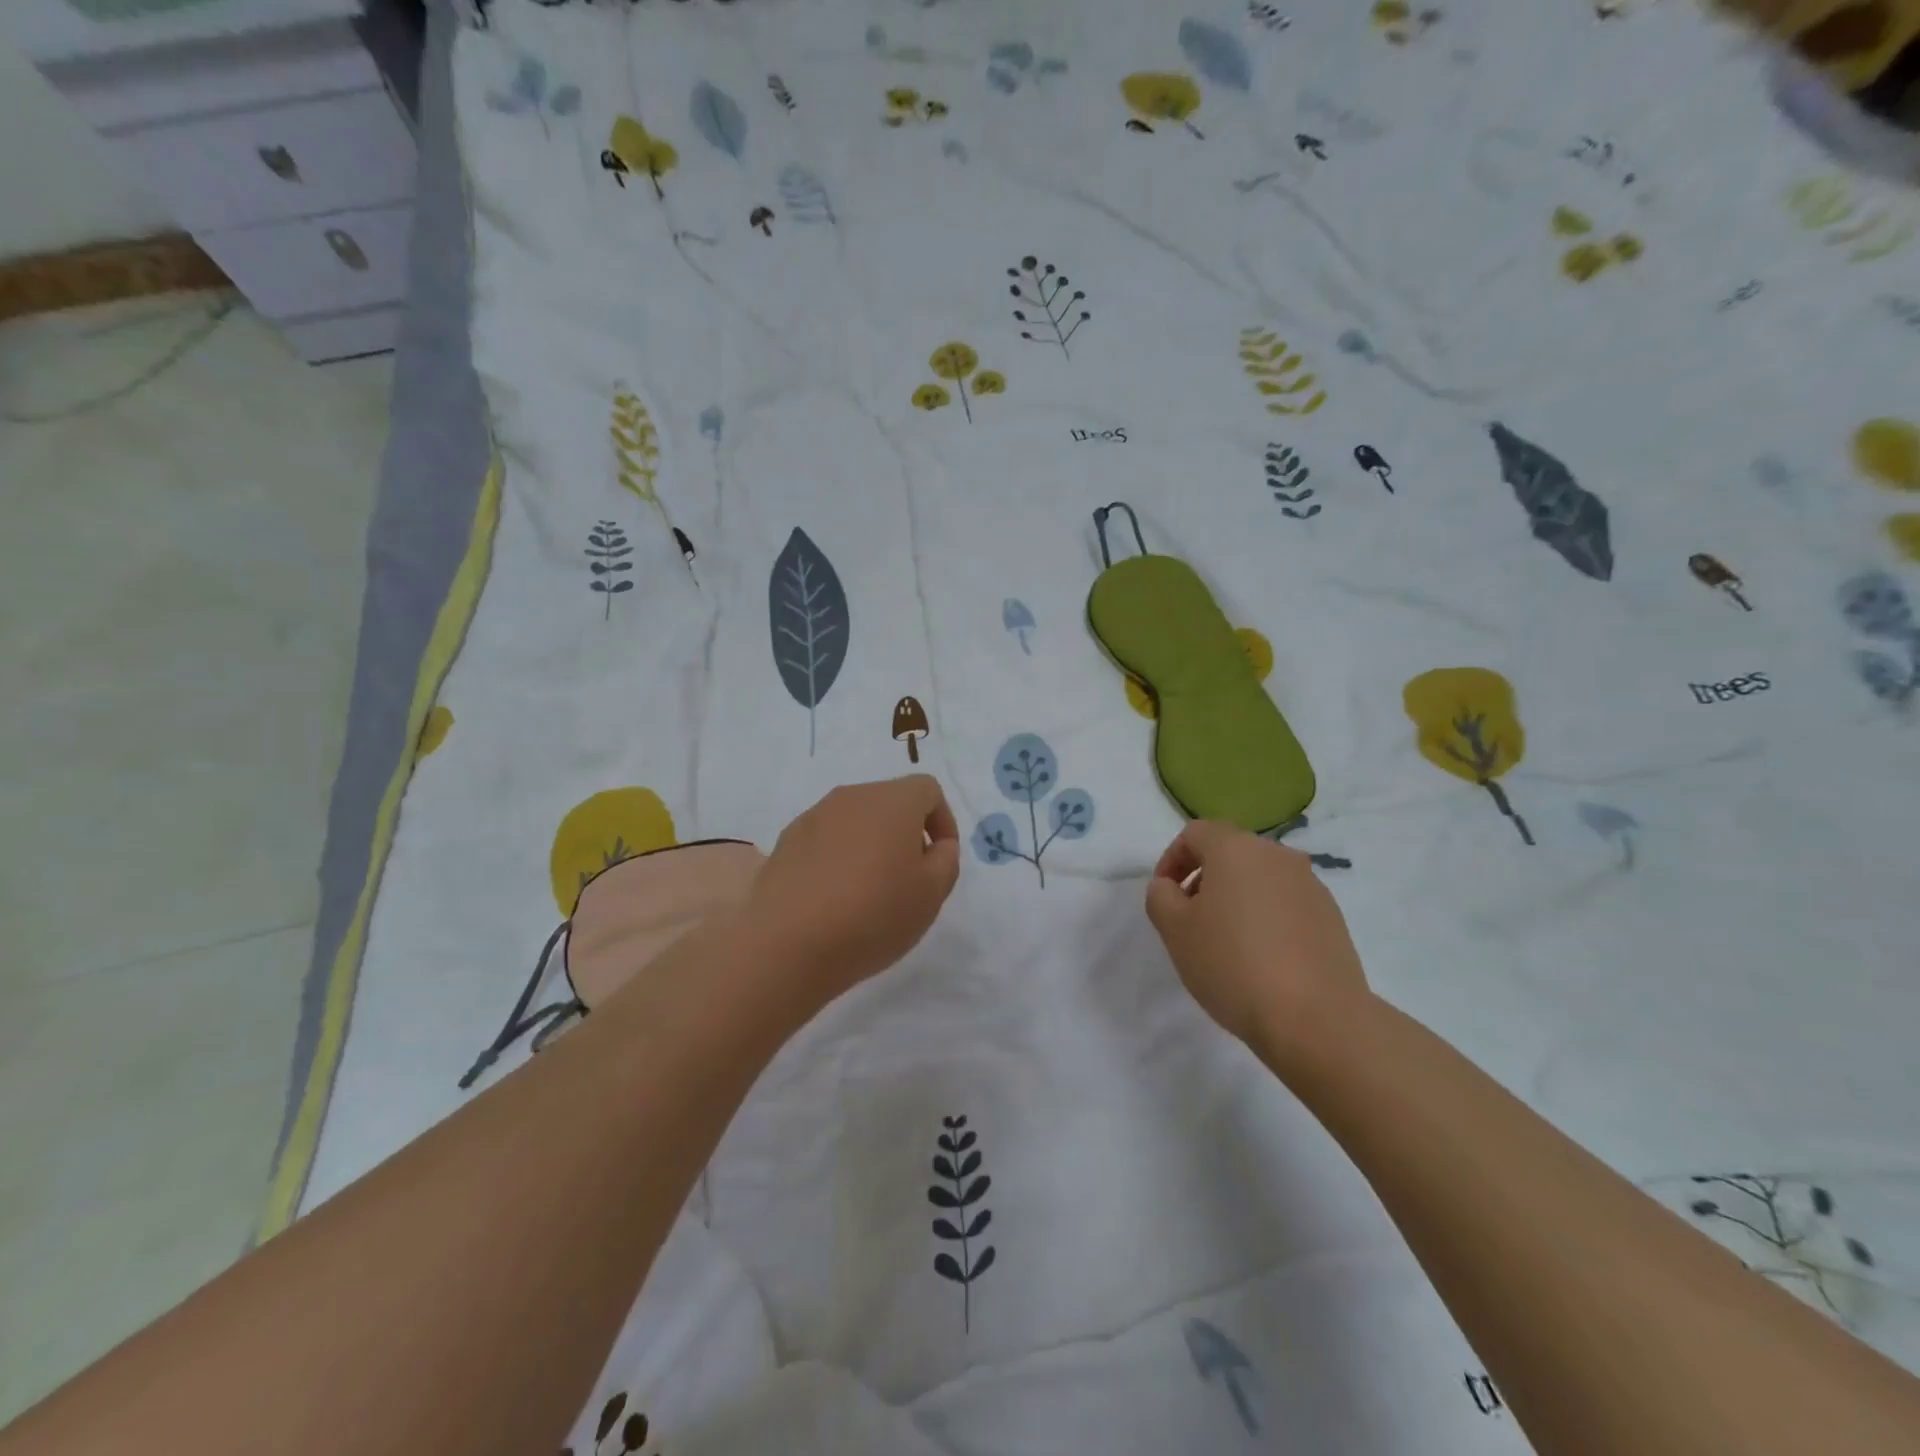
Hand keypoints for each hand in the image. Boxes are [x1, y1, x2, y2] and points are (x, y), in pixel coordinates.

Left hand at [746, 775, 960, 1006]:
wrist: (786, 945)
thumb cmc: (872, 915)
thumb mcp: (932, 894)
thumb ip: (946, 859)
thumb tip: (936, 845)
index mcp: (892, 800)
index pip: (928, 789)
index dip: (942, 821)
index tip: (939, 859)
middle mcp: (851, 796)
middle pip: (890, 801)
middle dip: (906, 833)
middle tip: (909, 879)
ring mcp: (813, 817)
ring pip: (855, 820)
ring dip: (871, 845)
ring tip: (869, 892)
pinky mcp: (785, 842)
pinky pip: (825, 840)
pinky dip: (838, 858)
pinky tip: (833, 898)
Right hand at [1144, 821, 1369, 1062]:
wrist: (1317, 1019)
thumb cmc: (1233, 965)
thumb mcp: (1174, 930)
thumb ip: (1160, 896)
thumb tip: (1170, 886)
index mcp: (1236, 848)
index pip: (1195, 833)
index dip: (1171, 859)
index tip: (1164, 897)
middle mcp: (1277, 855)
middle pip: (1230, 852)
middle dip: (1204, 878)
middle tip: (1190, 920)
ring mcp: (1310, 884)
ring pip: (1260, 878)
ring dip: (1236, 898)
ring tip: (1226, 942)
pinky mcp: (1332, 916)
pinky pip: (1286, 903)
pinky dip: (1266, 917)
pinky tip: (1262, 957)